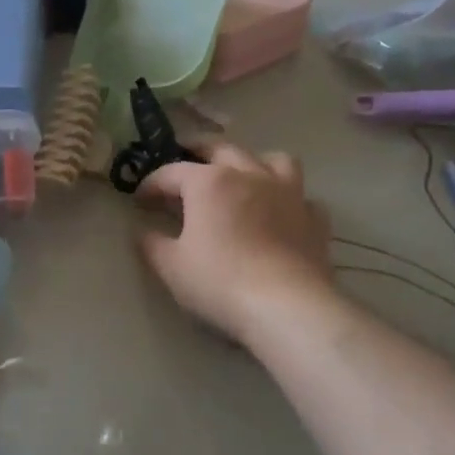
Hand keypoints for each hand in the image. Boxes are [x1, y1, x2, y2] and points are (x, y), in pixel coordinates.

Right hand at [135, 145, 334, 343]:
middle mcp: (249, 175)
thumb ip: (152, 244)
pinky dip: (288, 199)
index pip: (171, 172)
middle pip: (221, 148)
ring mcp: (287, 193)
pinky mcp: (314, 218)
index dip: (151, 184)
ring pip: (273, 159)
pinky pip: (302, 196)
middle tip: (185, 161)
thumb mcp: (171, 267)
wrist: (287, 305)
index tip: (140, 199)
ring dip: (254, 161)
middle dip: (198, 150)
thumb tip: (143, 233)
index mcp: (209, 182)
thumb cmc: (220, 281)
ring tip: (244, 175)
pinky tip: (281, 212)